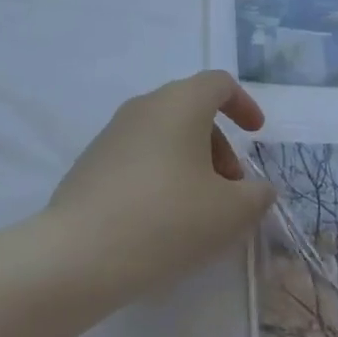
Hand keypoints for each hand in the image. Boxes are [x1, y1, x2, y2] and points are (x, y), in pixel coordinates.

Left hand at [47, 71, 276, 298]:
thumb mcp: (229, 213)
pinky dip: (162, 173)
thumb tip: (257, 188)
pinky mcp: (93, 160)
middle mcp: (145, 105)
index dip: (243, 104)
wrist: (79, 253)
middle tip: (231, 189)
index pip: (218, 83)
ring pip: (165, 133)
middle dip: (220, 144)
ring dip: (191, 161)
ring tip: (200, 211)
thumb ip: (256, 196)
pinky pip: (140, 154)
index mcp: (180, 103)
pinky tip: (162, 219)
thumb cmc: (167, 220)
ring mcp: (113, 131)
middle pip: (192, 108)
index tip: (256, 135)